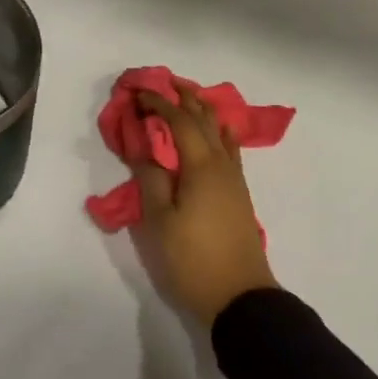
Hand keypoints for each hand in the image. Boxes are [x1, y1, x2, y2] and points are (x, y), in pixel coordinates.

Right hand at [132, 85, 276, 327]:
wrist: (239, 296)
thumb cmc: (193, 259)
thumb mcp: (160, 222)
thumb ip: (151, 180)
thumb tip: (144, 148)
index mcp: (202, 167)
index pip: (179, 122)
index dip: (159, 104)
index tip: (138, 93)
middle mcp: (222, 165)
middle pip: (205, 120)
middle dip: (185, 98)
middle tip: (166, 82)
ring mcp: (235, 180)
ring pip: (221, 133)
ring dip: (204, 112)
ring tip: (189, 99)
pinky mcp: (239, 195)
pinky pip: (229, 150)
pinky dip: (217, 133)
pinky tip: (216, 135)